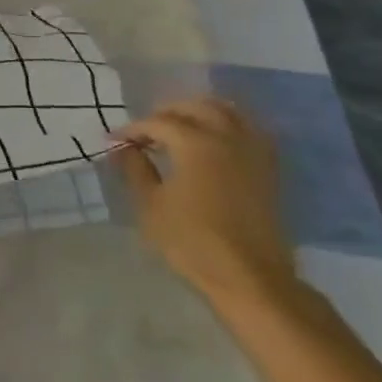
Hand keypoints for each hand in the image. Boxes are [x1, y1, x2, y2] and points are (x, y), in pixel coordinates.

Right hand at [109, 98, 299, 311]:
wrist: (248, 275)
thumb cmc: (190, 240)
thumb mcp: (150, 205)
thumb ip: (135, 169)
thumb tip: (124, 148)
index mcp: (195, 143)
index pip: (158, 123)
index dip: (133, 129)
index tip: (114, 140)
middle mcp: (227, 137)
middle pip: (197, 106)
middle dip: (167, 112)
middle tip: (146, 130)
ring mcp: (253, 151)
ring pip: (228, 112)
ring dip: (200, 112)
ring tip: (179, 129)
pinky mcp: (268, 168)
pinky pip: (248, 130)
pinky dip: (227, 126)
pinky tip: (212, 142)